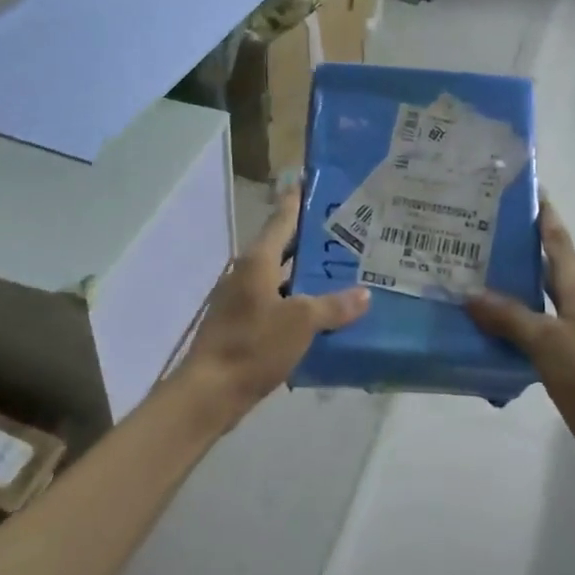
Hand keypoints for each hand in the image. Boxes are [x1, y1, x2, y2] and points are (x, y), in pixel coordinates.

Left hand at [174, 190, 368, 429]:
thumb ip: (334, 306)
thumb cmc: (254, 345)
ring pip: (280, 276)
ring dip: (306, 272)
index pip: (281, 218)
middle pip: (282, 246)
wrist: (209, 393)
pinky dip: (297, 300)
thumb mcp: (301, 322)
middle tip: (347, 231)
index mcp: (257, 261)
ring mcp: (242, 299)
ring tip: (341, 270)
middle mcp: (247, 273)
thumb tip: (364, 294)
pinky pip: (276, 301)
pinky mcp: (242, 324)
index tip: (314, 181)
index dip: (297, 199)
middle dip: (311, 238)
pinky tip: (322, 312)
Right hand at [465, 200, 574, 471]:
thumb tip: (469, 293)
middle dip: (508, 249)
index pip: (555, 238)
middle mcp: (570, 302)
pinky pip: (524, 334)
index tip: (520, 186)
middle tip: (467, 234)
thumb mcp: (549, 340)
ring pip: (527, 301)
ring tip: (460, 278)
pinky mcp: (558, 359)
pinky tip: (474, 330)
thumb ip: (510, 316)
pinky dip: (502, 328)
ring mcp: (565, 331)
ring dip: (501, 291)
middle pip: (537, 266)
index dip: (541, 211)